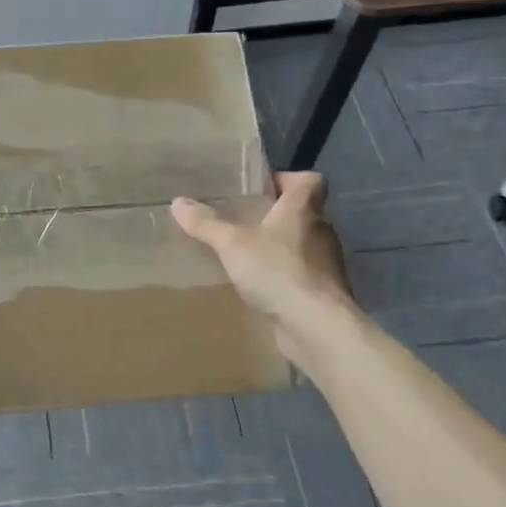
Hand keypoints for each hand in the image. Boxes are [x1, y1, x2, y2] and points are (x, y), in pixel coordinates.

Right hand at [171, 172, 358, 367]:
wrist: (316, 327)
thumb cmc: (278, 271)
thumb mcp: (232, 244)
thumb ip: (206, 224)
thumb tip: (178, 202)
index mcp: (303, 210)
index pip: (310, 181)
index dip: (288, 180)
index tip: (262, 189)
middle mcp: (321, 232)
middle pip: (304, 213)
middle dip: (277, 216)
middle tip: (244, 222)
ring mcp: (327, 264)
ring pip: (304, 245)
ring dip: (281, 248)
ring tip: (248, 256)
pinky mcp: (325, 293)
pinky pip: (303, 275)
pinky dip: (285, 276)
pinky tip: (261, 287)